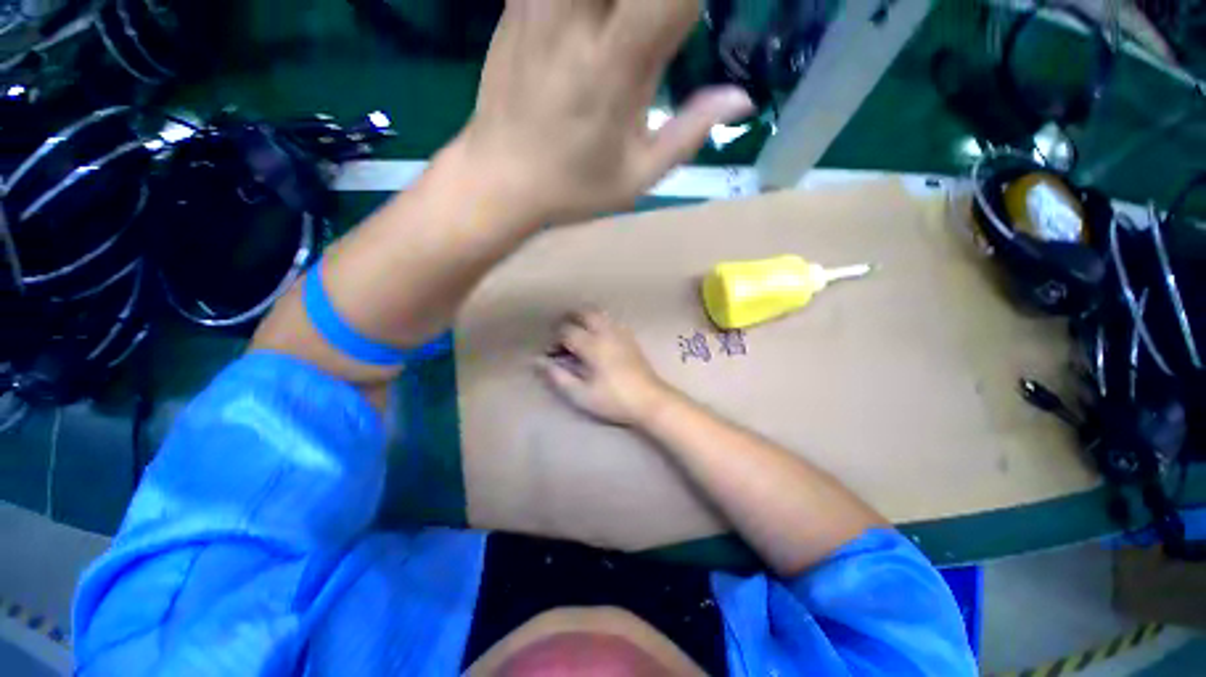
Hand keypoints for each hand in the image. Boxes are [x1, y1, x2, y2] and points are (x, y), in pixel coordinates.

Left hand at [459, 0, 753, 224]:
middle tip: (658, 25)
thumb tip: (742, 98)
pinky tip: (594, 18)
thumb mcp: (637, 178)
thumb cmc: (572, 188)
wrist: (501, 180)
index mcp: (616, 66)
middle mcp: (577, 20)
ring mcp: (540, 3)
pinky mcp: (515, 1)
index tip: (693, 16)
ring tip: (625, 26)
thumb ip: (690, 134)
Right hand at [538, 311, 670, 425]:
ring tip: (577, 334)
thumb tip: (537, 361)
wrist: (650, 400)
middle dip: (569, 319)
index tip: (551, 352)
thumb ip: (558, 377)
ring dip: (584, 318)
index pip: (567, 330)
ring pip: (599, 314)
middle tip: (561, 335)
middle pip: (584, 313)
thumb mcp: (582, 395)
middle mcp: (607, 333)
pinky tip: (597, 338)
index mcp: (593, 346)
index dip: (554, 338)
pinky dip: (598, 323)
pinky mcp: (630, 338)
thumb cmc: (614, 400)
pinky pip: (611, 321)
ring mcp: (621, 333)